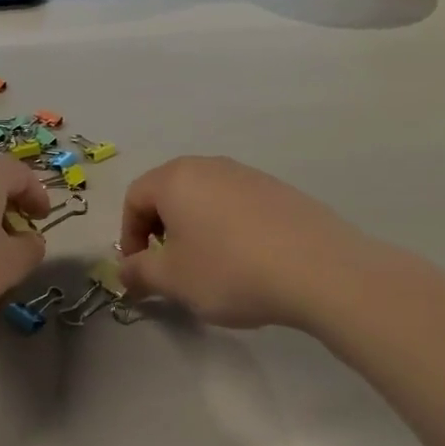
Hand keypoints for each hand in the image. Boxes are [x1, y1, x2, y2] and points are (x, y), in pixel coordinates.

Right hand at [118, 157, 374, 330]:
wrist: (319, 270)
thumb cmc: (230, 270)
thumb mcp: (173, 279)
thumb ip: (139, 272)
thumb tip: (125, 271)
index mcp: (176, 178)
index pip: (135, 197)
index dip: (129, 235)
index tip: (140, 270)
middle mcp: (210, 166)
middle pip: (169, 192)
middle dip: (160, 230)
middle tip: (169, 267)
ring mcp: (248, 175)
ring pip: (205, 198)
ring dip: (194, 228)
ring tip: (209, 266)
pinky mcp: (279, 190)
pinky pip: (237, 205)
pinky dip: (228, 228)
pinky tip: (247, 261)